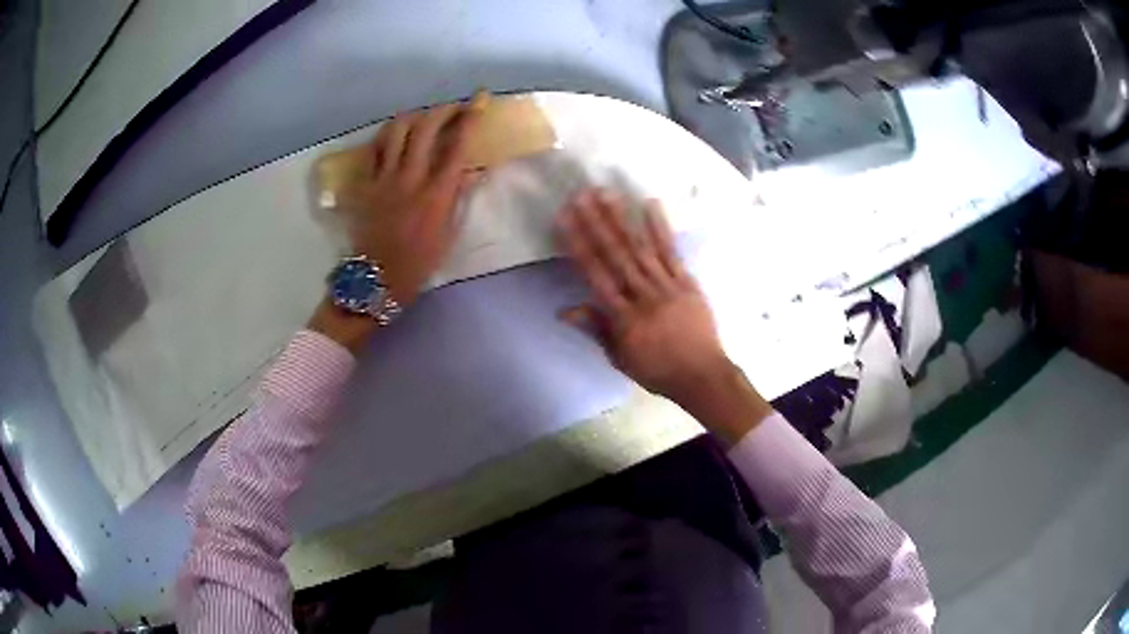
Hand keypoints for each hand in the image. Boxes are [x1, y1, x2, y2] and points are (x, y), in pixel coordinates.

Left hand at [340, 101, 482, 307]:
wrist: (375, 281)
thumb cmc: (417, 264)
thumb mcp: (448, 236)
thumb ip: (459, 198)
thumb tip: (472, 169)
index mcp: (436, 194)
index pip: (457, 145)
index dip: (471, 118)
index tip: (480, 100)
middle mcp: (410, 179)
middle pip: (425, 128)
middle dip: (443, 110)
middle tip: (454, 108)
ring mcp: (384, 179)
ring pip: (396, 131)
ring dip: (413, 117)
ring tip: (423, 117)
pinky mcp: (365, 185)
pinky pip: (373, 150)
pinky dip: (386, 136)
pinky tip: (394, 135)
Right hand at [556, 188, 772, 443]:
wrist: (702, 375)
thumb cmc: (657, 370)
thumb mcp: (619, 357)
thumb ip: (595, 329)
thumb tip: (564, 310)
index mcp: (623, 317)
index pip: (595, 274)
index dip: (578, 246)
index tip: (565, 221)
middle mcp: (642, 295)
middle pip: (616, 254)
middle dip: (596, 223)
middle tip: (581, 195)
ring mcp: (667, 286)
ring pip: (640, 247)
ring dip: (622, 219)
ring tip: (607, 193)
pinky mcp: (687, 282)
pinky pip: (672, 252)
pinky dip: (661, 228)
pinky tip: (651, 205)